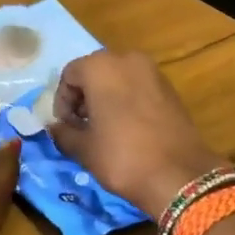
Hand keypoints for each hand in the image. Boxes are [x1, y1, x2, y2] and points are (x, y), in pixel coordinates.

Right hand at [48, 51, 222, 218]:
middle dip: (84, 97)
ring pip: (118, 78)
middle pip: (94, 72)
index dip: (62, 102)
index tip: (66, 127)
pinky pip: (138, 87)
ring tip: (105, 129)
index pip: (69, 75)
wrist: (180, 175)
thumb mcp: (84, 149)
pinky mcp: (170, 88)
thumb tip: (55, 127)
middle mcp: (128, 59)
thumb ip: (63, 132)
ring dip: (106, 98)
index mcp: (101, 66)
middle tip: (82, 127)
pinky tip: (128, 129)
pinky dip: (127, 101)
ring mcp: (153, 72)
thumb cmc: (122, 157)